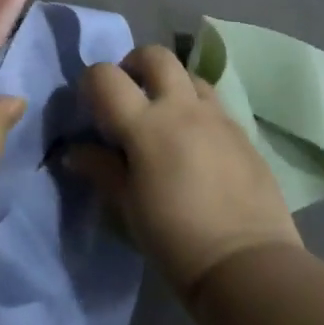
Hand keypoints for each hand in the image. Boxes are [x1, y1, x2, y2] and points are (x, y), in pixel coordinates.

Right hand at [66, 45, 301, 300]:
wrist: (249, 268)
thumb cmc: (176, 241)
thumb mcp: (128, 208)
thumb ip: (101, 170)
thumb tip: (74, 152)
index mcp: (145, 125)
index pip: (106, 77)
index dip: (92, 82)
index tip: (91, 104)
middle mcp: (182, 108)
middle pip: (155, 56)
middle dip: (136, 64)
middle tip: (130, 94)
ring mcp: (217, 117)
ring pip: (189, 75)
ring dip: (172, 85)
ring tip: (167, 117)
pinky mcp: (243, 134)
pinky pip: (215, 105)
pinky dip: (198, 111)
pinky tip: (198, 144)